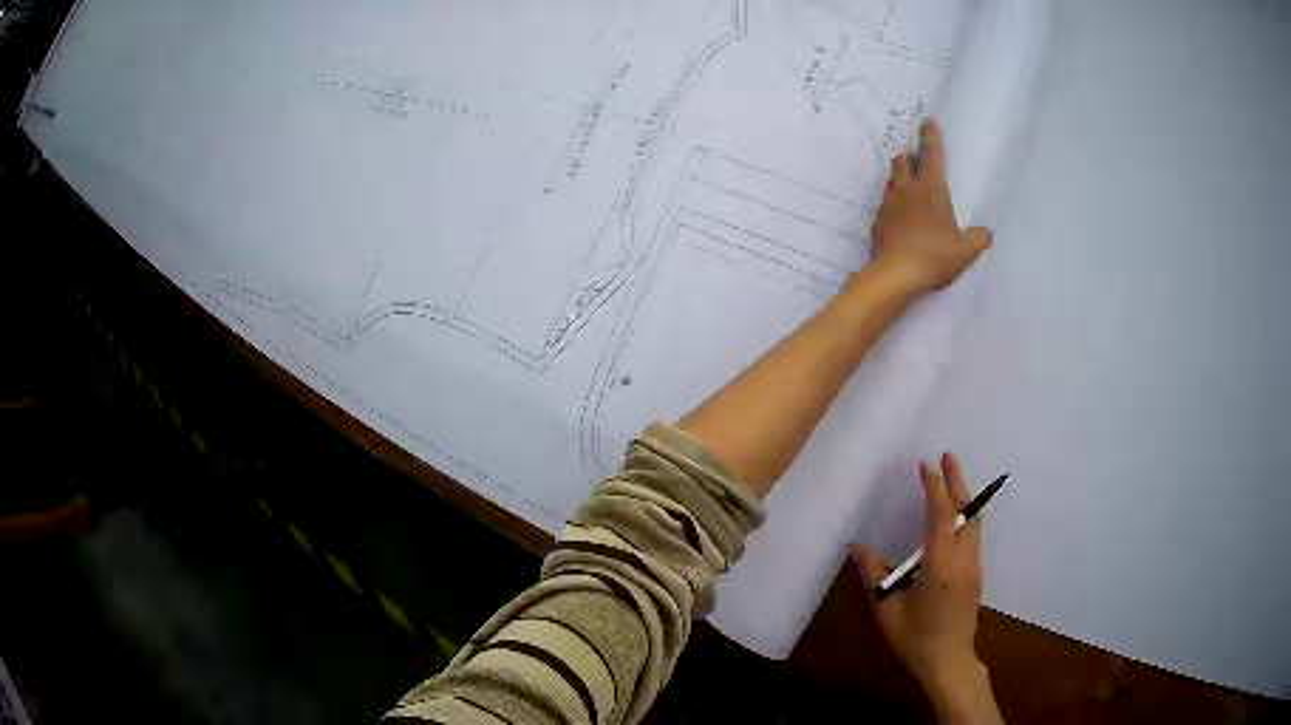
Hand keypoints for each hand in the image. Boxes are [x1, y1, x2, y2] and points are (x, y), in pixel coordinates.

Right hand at [854, 453, 1001, 722]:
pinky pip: (973, 535)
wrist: (949, 661)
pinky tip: (955, 516)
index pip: (941, 517)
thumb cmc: (916, 638)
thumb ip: (875, 577)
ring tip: (952, 479)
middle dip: (958, 482)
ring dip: (963, 498)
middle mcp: (963, 560)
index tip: (926, 466)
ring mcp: (974, 566)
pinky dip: (965, 515)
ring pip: (973, 522)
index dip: (934, 489)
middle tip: (948, 457)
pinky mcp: (977, 574)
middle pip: (966, 513)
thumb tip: (860, 548)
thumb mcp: (888, 611)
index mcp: (940, 567)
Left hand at [870, 120, 991, 293]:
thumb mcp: (966, 249)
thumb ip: (978, 238)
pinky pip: (885, 206)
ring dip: (900, 180)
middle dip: (910, 157)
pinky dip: (893, 206)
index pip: (931, 153)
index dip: (930, 135)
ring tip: (910, 192)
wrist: (897, 274)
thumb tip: (987, 233)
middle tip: (919, 164)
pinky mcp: (877, 221)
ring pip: (891, 180)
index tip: (927, 121)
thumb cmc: (936, 255)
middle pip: (902, 160)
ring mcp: (889, 204)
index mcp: (931, 187)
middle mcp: (907, 189)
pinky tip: (900, 220)